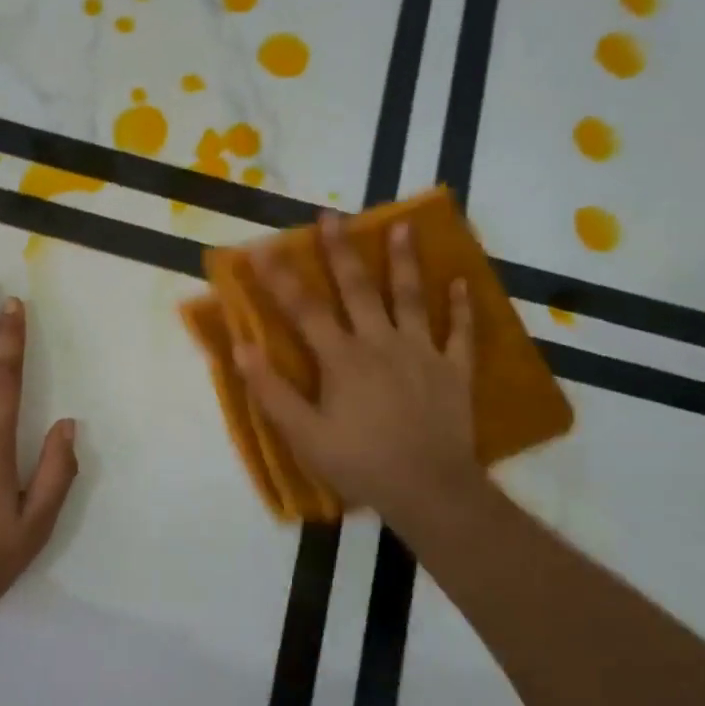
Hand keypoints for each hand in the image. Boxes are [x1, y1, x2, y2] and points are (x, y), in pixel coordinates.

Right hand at [235, 213, 485, 530]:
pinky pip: (462, 333)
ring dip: (406, 261)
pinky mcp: (454, 371)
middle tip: (332, 216)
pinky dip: (464, 308)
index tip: (261, 248)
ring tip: (404, 226)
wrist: (429, 489)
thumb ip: (271, 390)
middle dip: (341, 251)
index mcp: (341, 358)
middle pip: (358, 289)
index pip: (304, 309)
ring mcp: (423, 353)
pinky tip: (463, 282)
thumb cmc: (359, 462)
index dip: (279, 278)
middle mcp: (381, 343)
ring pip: (413, 298)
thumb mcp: (303, 434)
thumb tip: (240, 347)